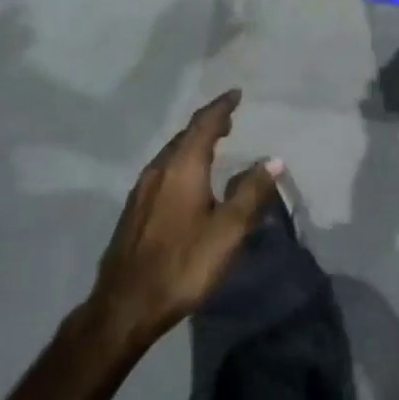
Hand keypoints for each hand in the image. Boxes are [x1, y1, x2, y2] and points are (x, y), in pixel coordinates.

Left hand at [91, 90, 281, 345]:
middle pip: (184, 136)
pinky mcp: (134, 211)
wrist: (125, 305)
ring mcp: (141, 191)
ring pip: (171, 154)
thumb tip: (273, 160)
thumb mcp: (228, 231)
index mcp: (182, 168)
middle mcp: (158, 171)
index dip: (221, 107)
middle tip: (229, 119)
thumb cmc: (183, 264)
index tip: (236, 94)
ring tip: (213, 144)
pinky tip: (188, 180)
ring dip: (193, 143)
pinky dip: (182, 162)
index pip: (203, 125)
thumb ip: (251, 193)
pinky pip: (163, 171)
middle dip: (208, 124)